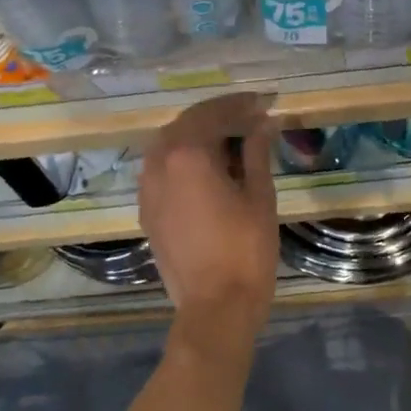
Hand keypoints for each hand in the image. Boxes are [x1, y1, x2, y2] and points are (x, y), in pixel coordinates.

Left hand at [138, 92, 278, 351]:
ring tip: (230, 137)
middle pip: (187, 122)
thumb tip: (263, 122)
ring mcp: (147, 187)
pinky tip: (207, 165)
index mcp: (187, 154)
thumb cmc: (246, 250)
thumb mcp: (259, 195)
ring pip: (169, 142)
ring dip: (198, 133)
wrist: (215, 308)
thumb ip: (257, 152)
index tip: (264, 102)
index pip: (214, 112)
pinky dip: (183, 156)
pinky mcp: (146, 209)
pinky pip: (161, 167)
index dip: (241, 104)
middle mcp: (159, 162)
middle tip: (250, 115)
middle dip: (219, 114)